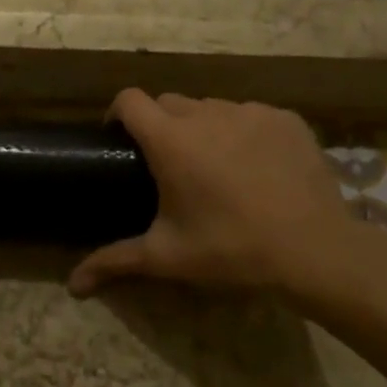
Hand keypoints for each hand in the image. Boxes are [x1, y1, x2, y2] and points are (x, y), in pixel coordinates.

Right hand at [67, 90, 386, 304]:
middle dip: (160, 125)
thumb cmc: (231, 250)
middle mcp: (206, 114)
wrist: (315, 251)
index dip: (118, 115)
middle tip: (168, 165)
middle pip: (169, 103)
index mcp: (170, 140)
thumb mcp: (167, 256)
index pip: (129, 100)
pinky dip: (243, 132)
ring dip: (202, 127)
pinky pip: (250, 115)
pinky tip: (256, 165)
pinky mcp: (285, 119)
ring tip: (215, 165)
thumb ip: (115, 261)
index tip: (120, 140)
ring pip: (211, 107)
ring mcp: (250, 112)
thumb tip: (71, 286)